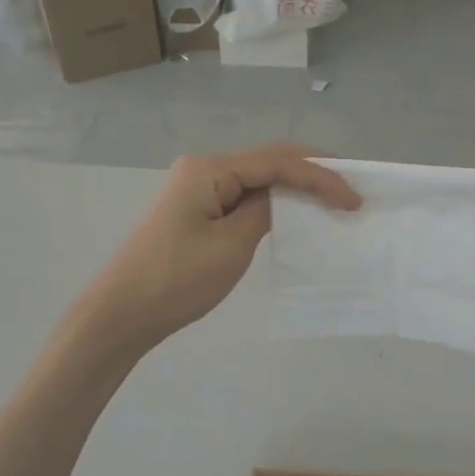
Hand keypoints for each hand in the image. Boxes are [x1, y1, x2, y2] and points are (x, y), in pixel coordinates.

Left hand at [74, 144, 360, 355]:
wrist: (121, 314)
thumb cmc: (176, 280)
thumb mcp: (231, 246)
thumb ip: (264, 212)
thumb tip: (284, 198)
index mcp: (209, 169)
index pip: (278, 162)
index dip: (320, 176)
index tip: (353, 200)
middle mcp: (202, 169)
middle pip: (268, 162)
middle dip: (311, 173)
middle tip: (350, 189)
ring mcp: (196, 189)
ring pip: (256, 179)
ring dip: (294, 187)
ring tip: (331, 198)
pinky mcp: (195, 211)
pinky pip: (241, 198)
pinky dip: (272, 204)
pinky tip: (293, 214)